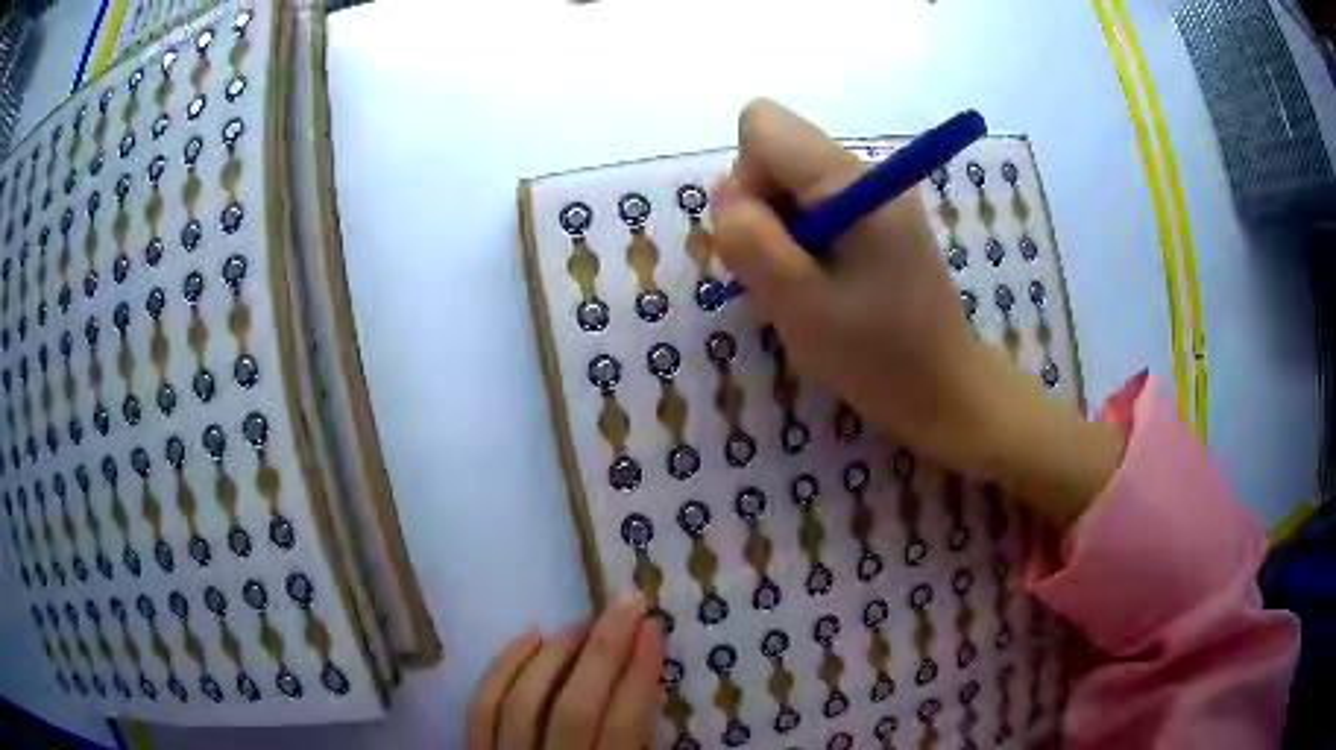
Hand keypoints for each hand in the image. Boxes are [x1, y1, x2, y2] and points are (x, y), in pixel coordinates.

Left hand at [467, 593, 662, 749]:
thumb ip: (639, 741)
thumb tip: (646, 679)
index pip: (623, 725)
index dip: (639, 675)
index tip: (653, 628)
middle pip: (574, 707)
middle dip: (603, 651)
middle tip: (626, 603)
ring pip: (523, 702)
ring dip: (555, 655)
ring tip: (582, 623)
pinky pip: (482, 707)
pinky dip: (503, 668)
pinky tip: (529, 637)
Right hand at [713, 99, 1123, 526]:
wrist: (943, 391)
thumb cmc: (877, 355)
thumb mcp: (799, 303)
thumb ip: (751, 240)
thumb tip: (727, 196)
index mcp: (852, 182)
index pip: (763, 126)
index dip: (745, 178)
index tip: (764, 239)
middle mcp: (862, 174)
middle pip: (773, 155)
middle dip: (758, 212)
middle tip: (778, 278)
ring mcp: (871, 198)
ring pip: (786, 186)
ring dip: (775, 236)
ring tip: (800, 292)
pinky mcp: (873, 222)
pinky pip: (810, 210)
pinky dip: (796, 247)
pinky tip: (816, 289)